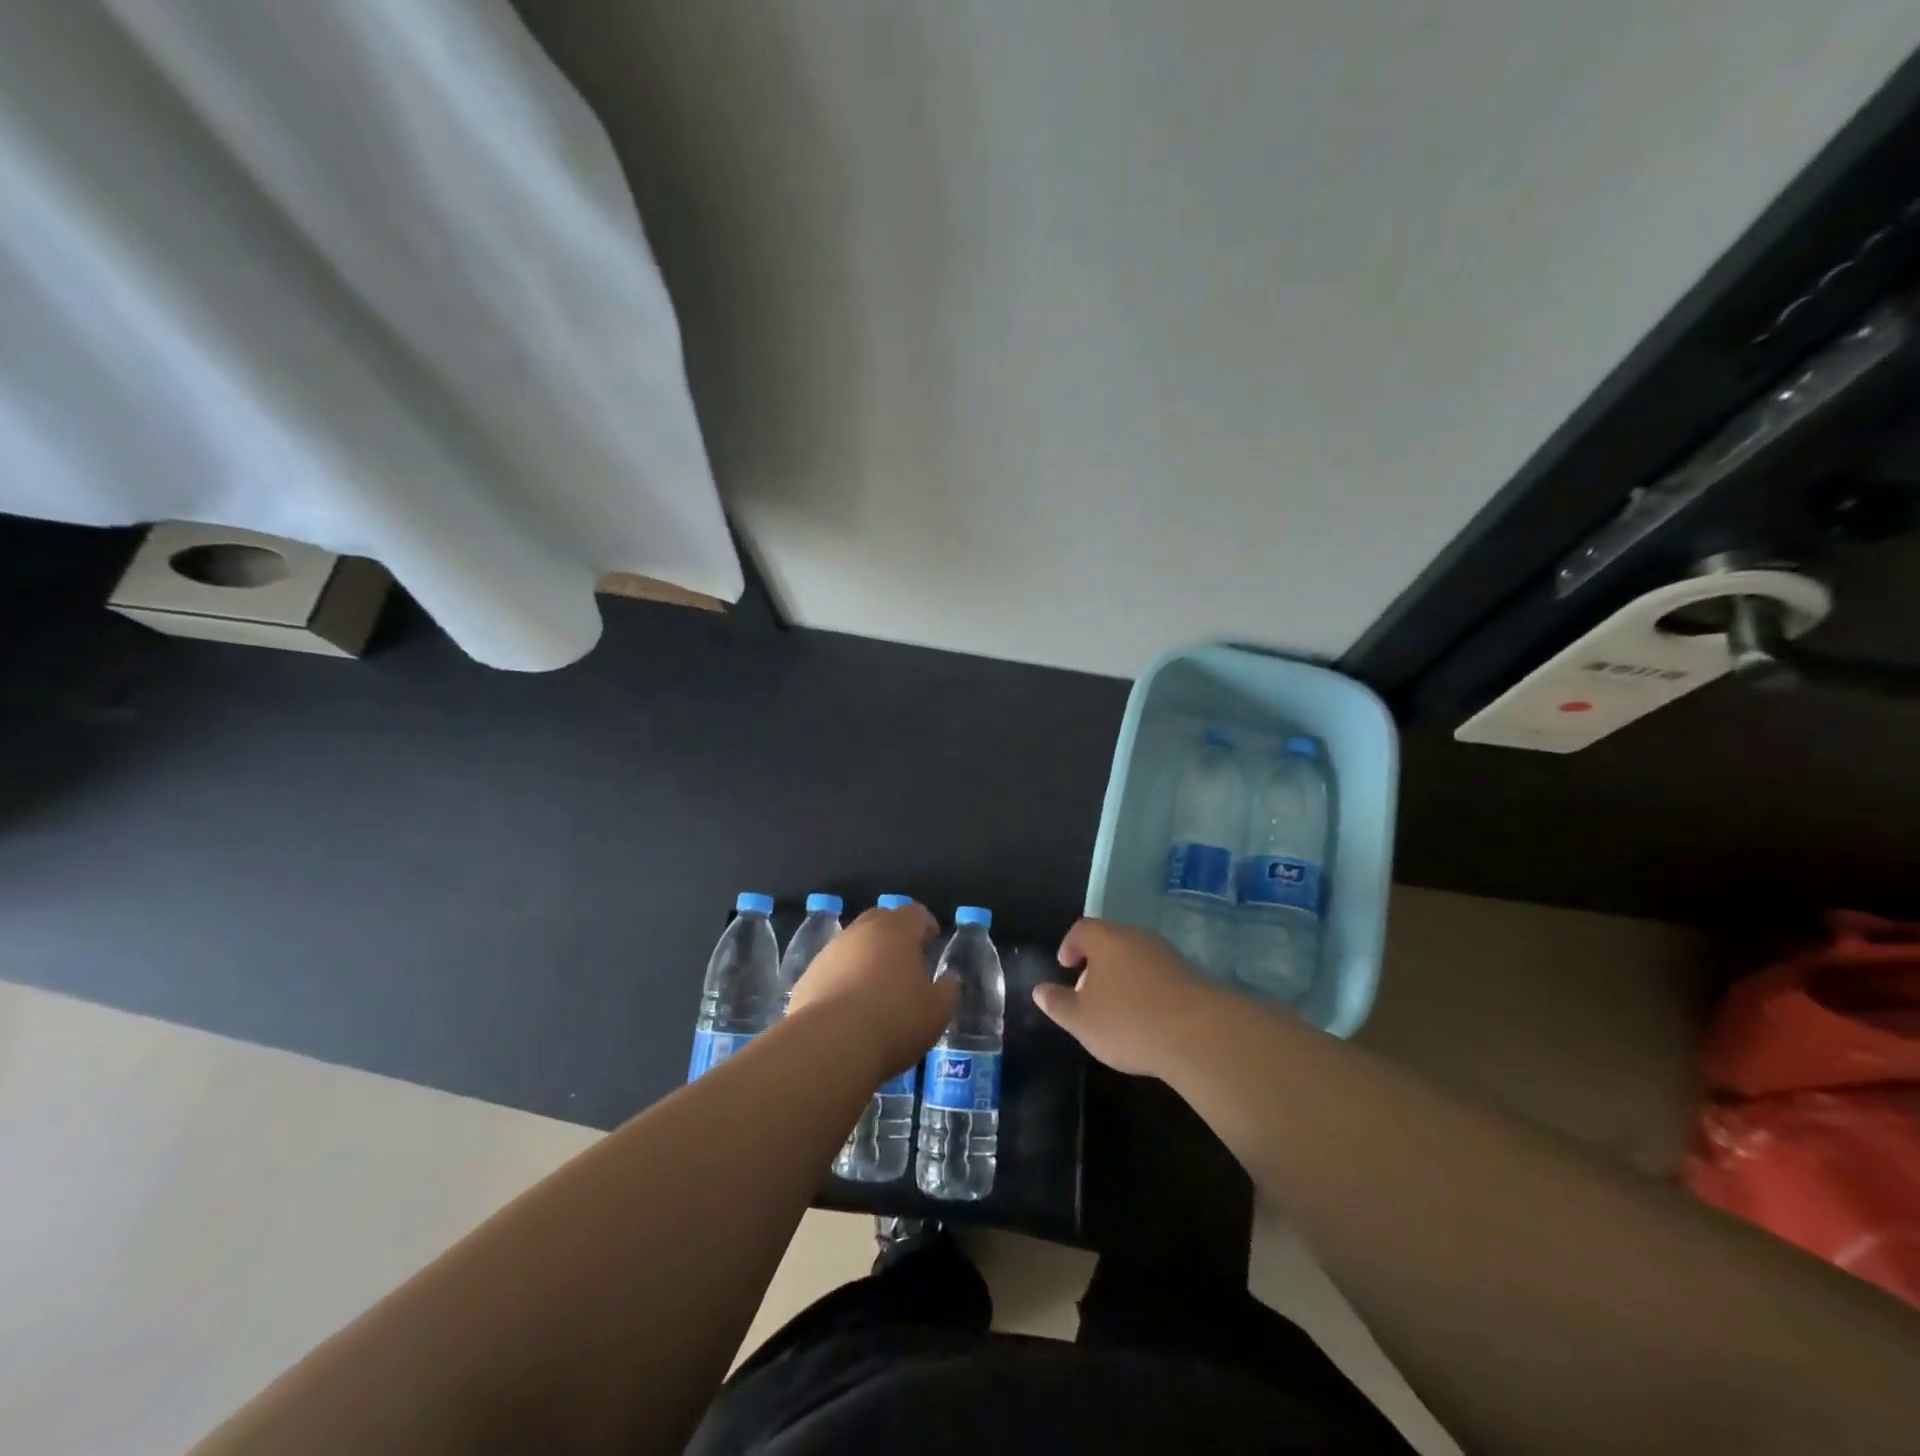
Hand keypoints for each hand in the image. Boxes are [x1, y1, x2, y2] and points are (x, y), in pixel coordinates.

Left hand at [786, 903, 956, 1077]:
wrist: (829, 1045)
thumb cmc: (894, 1020)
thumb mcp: (937, 1011)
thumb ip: (948, 990)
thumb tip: (949, 979)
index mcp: (896, 930)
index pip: (915, 913)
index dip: (925, 926)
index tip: (931, 943)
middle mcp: (861, 931)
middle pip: (881, 920)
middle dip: (894, 935)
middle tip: (906, 961)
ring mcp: (830, 952)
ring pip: (854, 944)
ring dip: (866, 957)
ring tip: (876, 988)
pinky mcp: (808, 976)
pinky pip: (833, 969)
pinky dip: (843, 979)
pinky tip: (850, 1008)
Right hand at [1034, 918, 1221, 1076]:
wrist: (1200, 1034)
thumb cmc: (1128, 1021)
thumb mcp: (1081, 1020)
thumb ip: (1058, 1003)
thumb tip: (1039, 990)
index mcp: (1107, 940)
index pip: (1082, 929)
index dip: (1070, 945)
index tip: (1065, 967)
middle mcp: (1137, 938)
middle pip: (1111, 941)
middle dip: (1098, 963)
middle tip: (1089, 992)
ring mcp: (1168, 955)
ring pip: (1137, 958)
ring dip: (1125, 977)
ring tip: (1118, 1009)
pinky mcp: (1192, 976)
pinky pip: (1160, 975)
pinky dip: (1149, 990)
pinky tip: (1148, 1019)